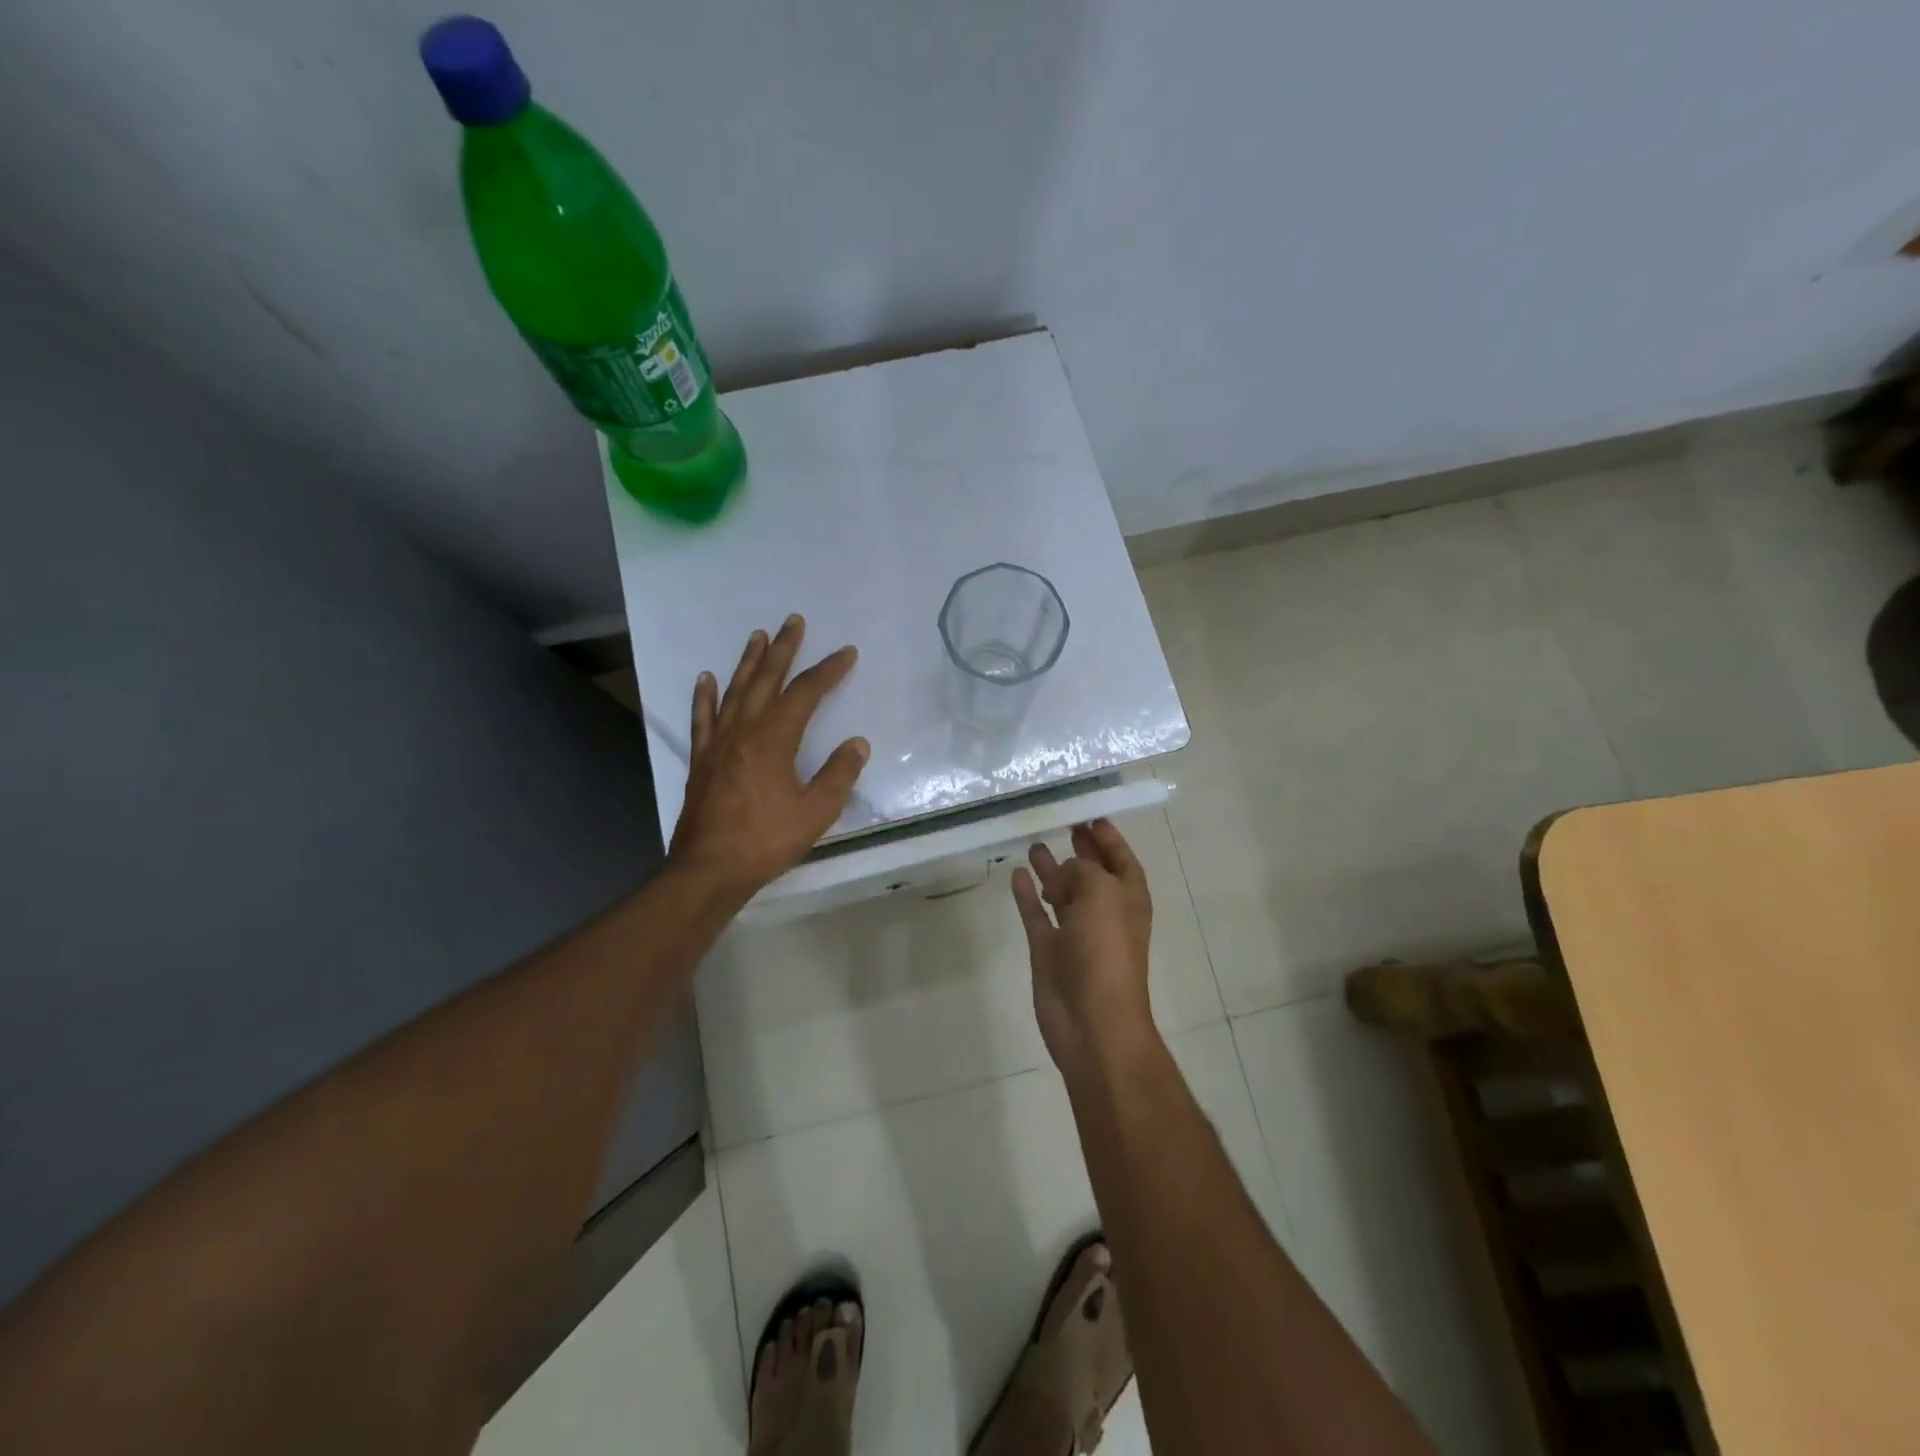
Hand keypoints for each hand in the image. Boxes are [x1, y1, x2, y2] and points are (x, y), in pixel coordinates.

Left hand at [669, 615, 868, 900]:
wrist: (709, 869)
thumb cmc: (766, 840)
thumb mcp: (816, 812)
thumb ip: (839, 774)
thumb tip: (857, 743)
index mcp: (774, 739)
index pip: (805, 693)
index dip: (828, 671)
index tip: (846, 653)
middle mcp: (744, 730)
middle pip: (766, 679)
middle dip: (783, 649)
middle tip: (793, 621)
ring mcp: (718, 743)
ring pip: (735, 691)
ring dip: (748, 661)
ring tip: (757, 635)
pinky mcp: (701, 759)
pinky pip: (703, 718)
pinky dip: (705, 696)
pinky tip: (706, 678)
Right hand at [1011, 819, 1156, 1078]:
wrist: (1092, 1022)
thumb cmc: (1106, 951)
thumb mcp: (1101, 894)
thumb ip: (1081, 871)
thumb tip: (1061, 873)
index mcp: (1128, 898)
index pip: (1121, 859)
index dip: (1109, 838)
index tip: (1090, 815)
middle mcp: (1104, 912)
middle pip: (1091, 873)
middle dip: (1080, 850)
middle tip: (1062, 824)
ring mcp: (1075, 933)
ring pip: (1062, 892)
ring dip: (1051, 870)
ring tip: (1035, 843)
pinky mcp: (1049, 951)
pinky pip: (1036, 915)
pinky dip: (1027, 896)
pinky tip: (1017, 874)